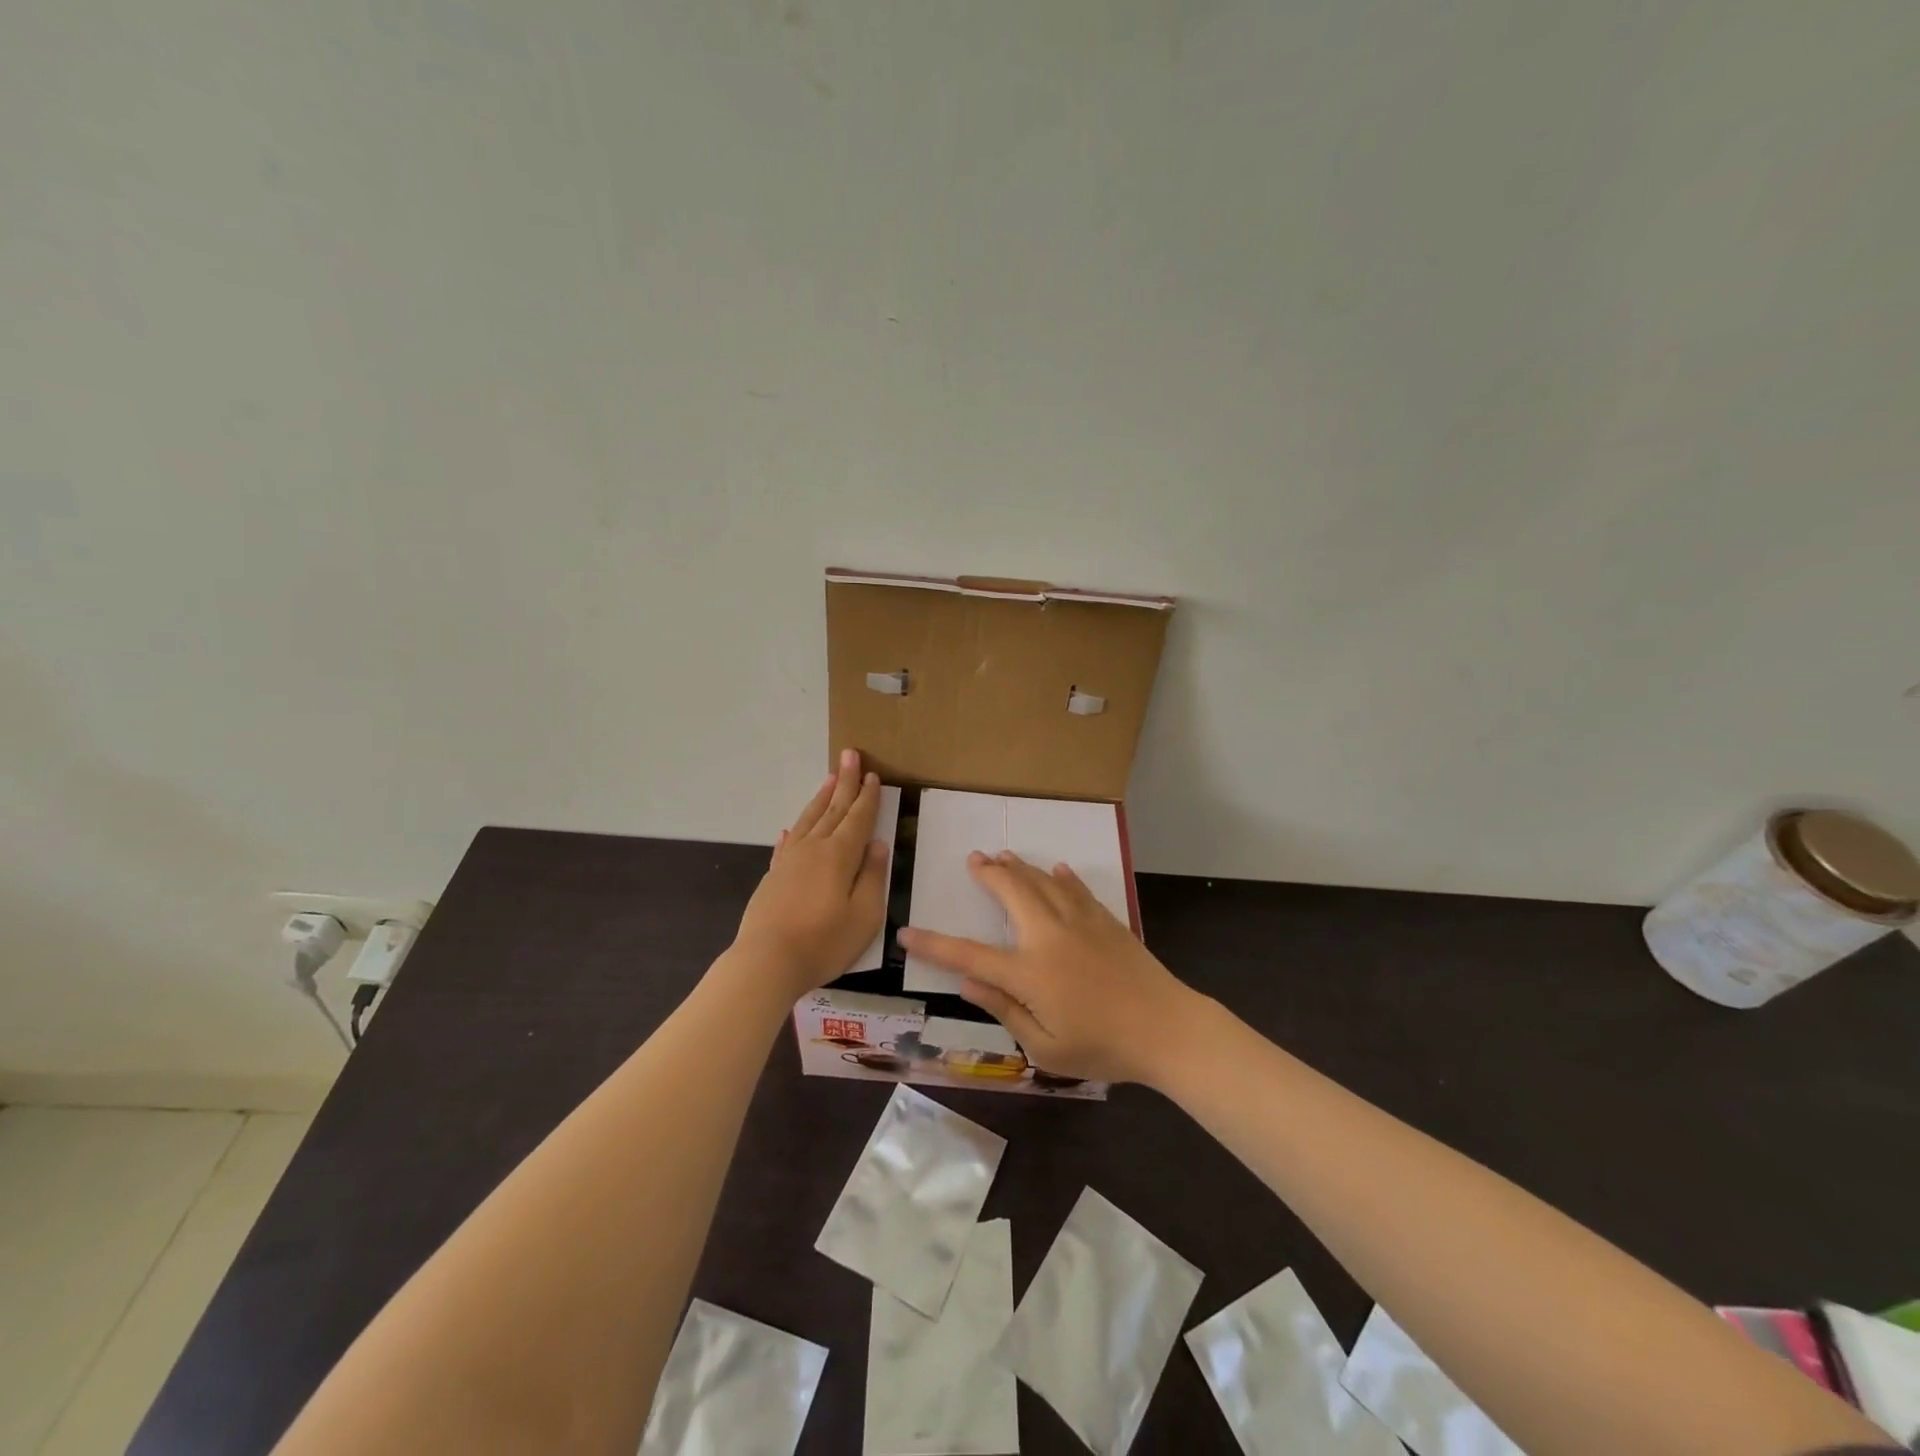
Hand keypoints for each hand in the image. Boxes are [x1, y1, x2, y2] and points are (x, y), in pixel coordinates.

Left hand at [733, 749, 890, 995]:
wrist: (766, 962)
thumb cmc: (823, 942)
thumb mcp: (864, 915)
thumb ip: (872, 877)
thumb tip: (877, 845)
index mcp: (840, 856)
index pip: (858, 818)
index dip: (867, 796)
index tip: (872, 774)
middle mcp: (813, 849)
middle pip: (833, 809)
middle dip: (844, 782)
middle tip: (850, 755)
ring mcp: (789, 861)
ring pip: (809, 820)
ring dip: (821, 798)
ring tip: (828, 778)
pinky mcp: (773, 876)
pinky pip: (786, 844)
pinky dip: (794, 831)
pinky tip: (792, 827)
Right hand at [898, 850, 1201, 1084]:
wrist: (1166, 1028)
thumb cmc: (1103, 1047)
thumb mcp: (1045, 1046)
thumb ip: (1004, 1010)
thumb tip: (966, 984)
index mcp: (1029, 971)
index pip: (969, 955)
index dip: (934, 945)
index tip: (907, 933)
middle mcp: (1049, 935)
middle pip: (1011, 892)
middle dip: (987, 874)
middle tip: (973, 859)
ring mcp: (1080, 922)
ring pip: (1042, 882)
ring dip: (1019, 867)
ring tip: (1002, 856)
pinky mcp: (1106, 920)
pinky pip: (1078, 889)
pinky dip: (1063, 877)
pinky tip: (1057, 869)